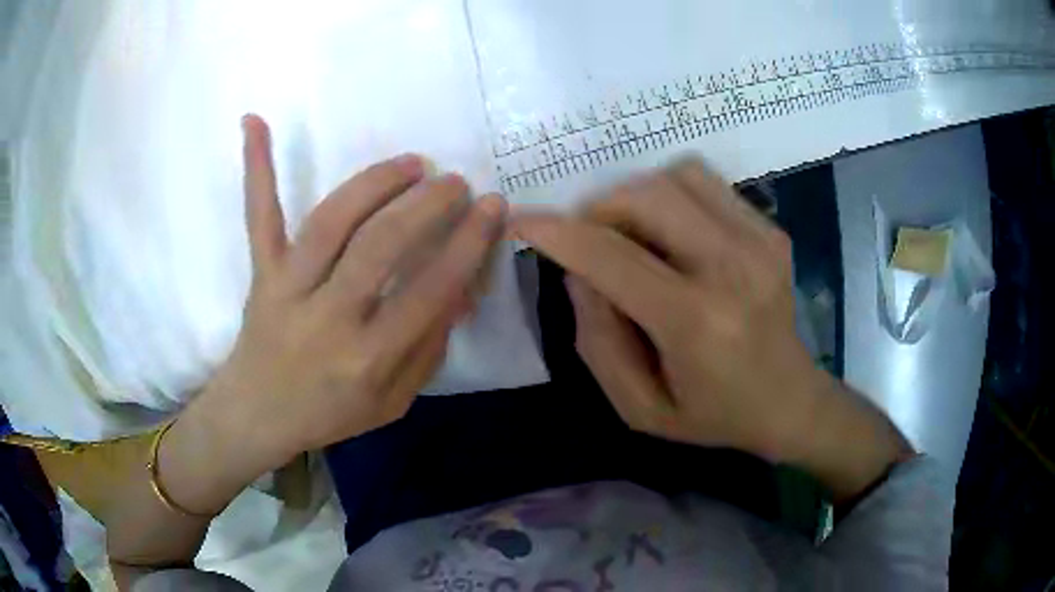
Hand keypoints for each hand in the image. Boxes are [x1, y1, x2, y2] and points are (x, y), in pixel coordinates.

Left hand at [161, 116, 505, 512]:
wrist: (258, 414)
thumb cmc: (329, 413)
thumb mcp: (394, 401)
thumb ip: (428, 347)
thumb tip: (459, 288)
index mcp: (368, 357)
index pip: (430, 291)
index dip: (468, 245)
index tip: (491, 208)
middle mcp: (328, 318)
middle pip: (381, 246)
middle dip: (427, 206)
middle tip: (454, 182)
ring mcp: (287, 289)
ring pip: (332, 221)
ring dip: (375, 183)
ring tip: (410, 163)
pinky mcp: (261, 272)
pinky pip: (259, 216)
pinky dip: (257, 167)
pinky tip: (255, 121)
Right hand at [513, 160, 909, 499]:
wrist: (790, 401)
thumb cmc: (713, 415)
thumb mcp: (639, 407)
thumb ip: (597, 340)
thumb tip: (578, 271)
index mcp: (697, 323)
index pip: (611, 257)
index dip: (557, 233)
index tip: (522, 221)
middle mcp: (733, 268)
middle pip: (645, 197)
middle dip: (598, 210)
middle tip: (590, 242)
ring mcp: (759, 241)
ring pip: (674, 177)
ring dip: (636, 198)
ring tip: (633, 236)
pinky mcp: (771, 229)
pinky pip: (704, 183)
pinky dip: (671, 196)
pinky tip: (673, 232)